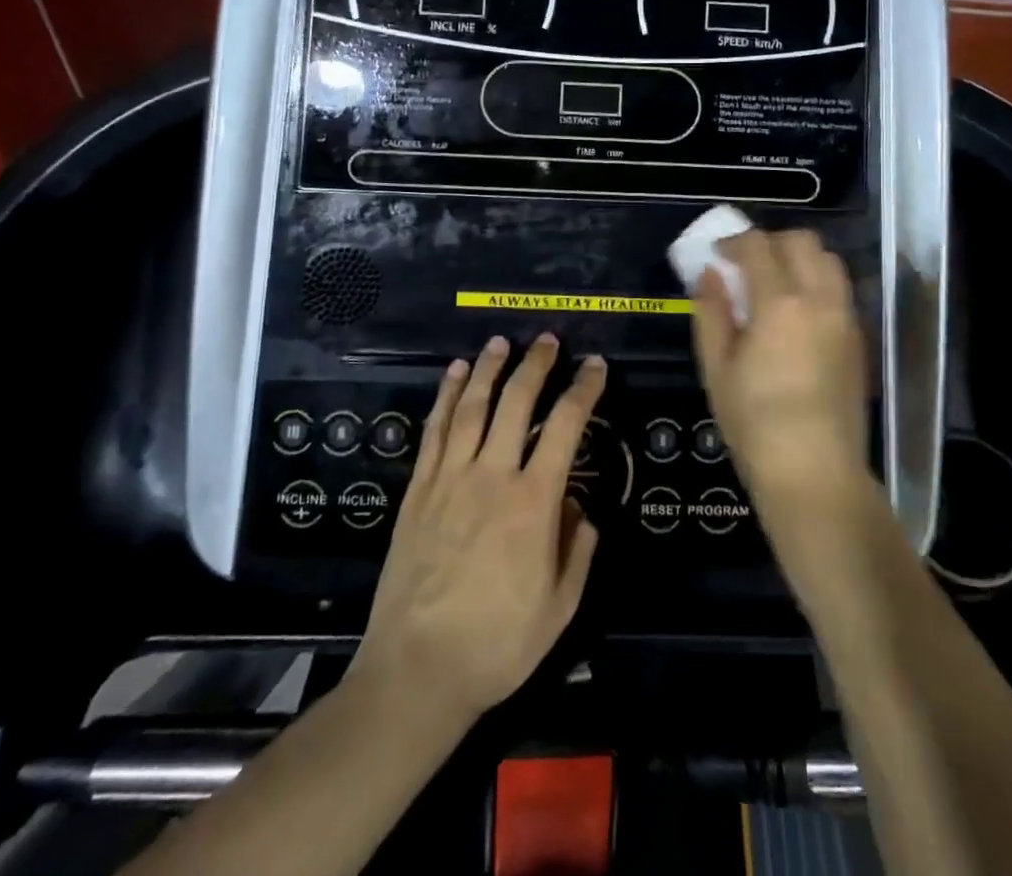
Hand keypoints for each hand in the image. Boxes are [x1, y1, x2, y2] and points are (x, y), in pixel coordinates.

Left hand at [349, 334, 604, 726]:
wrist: (416, 673)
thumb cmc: (497, 645)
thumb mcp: (560, 608)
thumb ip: (578, 550)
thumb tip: (579, 507)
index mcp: (533, 503)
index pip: (565, 427)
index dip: (583, 390)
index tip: (595, 366)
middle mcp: (492, 477)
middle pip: (515, 403)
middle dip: (535, 365)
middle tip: (548, 339)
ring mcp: (449, 480)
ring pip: (471, 407)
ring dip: (488, 369)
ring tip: (500, 342)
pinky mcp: (418, 492)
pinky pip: (433, 432)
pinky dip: (444, 397)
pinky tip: (453, 374)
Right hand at [690, 229, 868, 509]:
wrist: (815, 474)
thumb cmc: (754, 424)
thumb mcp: (717, 369)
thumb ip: (712, 313)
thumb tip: (710, 274)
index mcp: (780, 304)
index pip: (757, 246)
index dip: (733, 242)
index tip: (716, 255)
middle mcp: (820, 299)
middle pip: (801, 241)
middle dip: (769, 242)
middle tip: (745, 265)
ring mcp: (846, 318)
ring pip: (828, 260)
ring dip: (798, 258)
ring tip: (774, 285)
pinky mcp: (859, 339)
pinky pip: (839, 289)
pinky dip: (817, 282)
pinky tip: (797, 313)